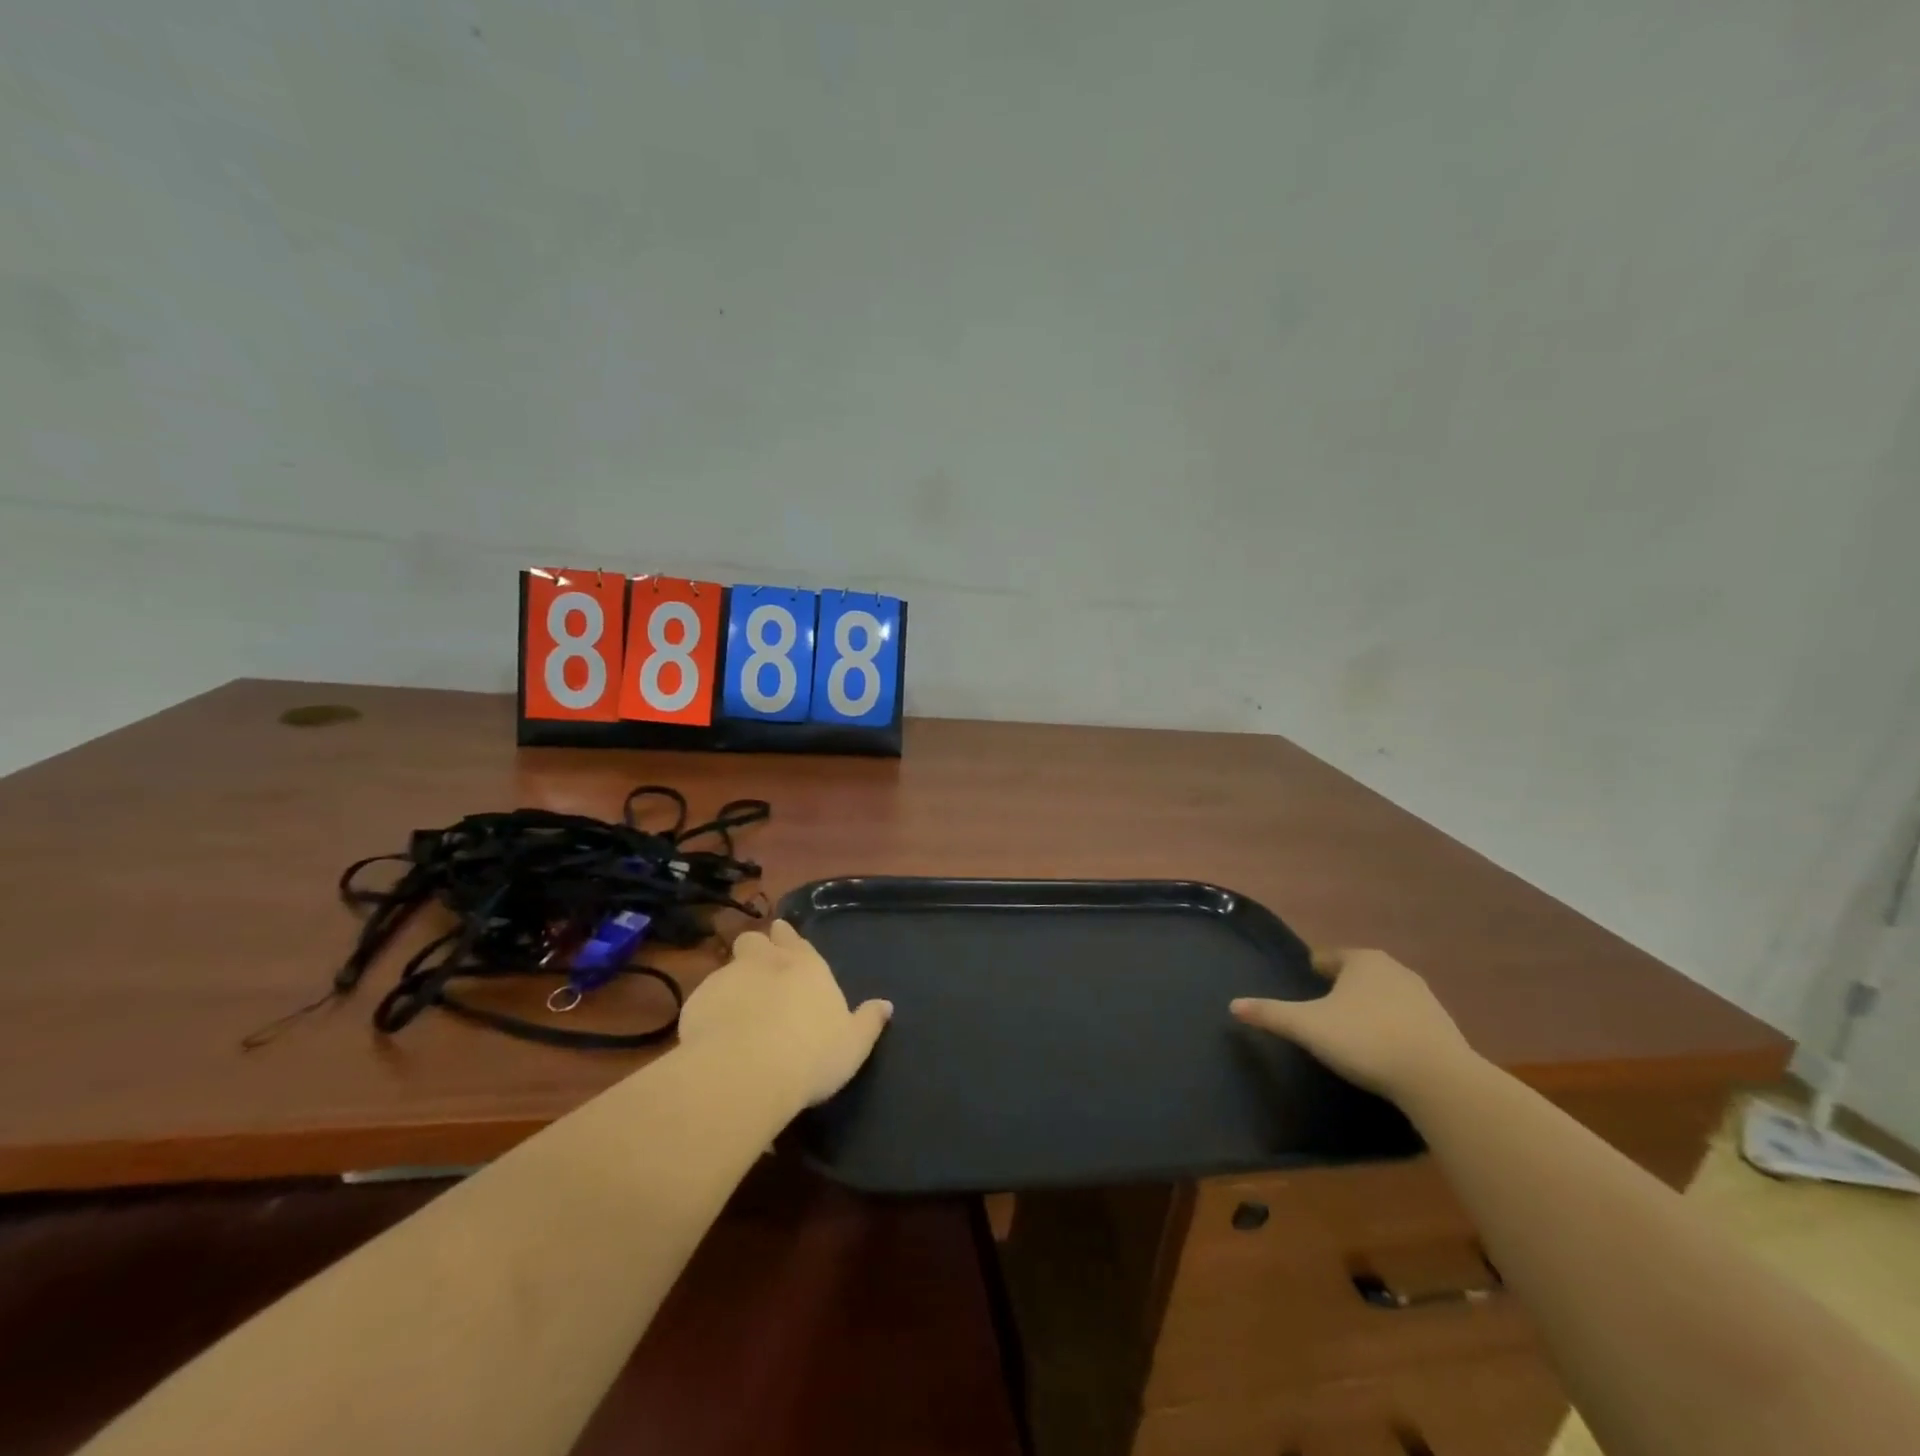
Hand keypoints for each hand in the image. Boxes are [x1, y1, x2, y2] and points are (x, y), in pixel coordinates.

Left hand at [678, 920, 892, 1107]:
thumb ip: (868, 1022)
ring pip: (727, 966)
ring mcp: (728, 978)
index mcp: (807, 966)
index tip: (783, 935)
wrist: (746, 1072)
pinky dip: (709, 1009)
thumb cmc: (811, 1055)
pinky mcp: (697, 1001)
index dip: (788, 937)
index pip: (795, 939)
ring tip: (734, 1004)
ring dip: (732, 980)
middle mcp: (767, 962)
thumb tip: (886, 1005)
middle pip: (755, 940)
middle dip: (756, 948)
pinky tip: (713, 1033)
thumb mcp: (853, 1044)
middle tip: (758, 968)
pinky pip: (703, 998)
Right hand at [1231, 948, 1474, 1101]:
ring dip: (1370, 1005)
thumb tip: (1233, 1005)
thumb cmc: (1365, 1039)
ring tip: (1353, 1026)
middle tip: (1325, 1003)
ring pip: (1386, 994)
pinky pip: (1407, 1019)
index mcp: (1361, 961)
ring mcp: (1424, 997)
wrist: (1438, 1079)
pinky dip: (1393, 1026)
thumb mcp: (1307, 1027)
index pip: (1330, 956)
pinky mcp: (1444, 1027)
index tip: (1307, 978)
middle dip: (1344, 984)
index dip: (1316, 967)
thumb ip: (1270, 1014)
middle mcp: (1395, 970)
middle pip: (1360, 972)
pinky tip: (1384, 1046)